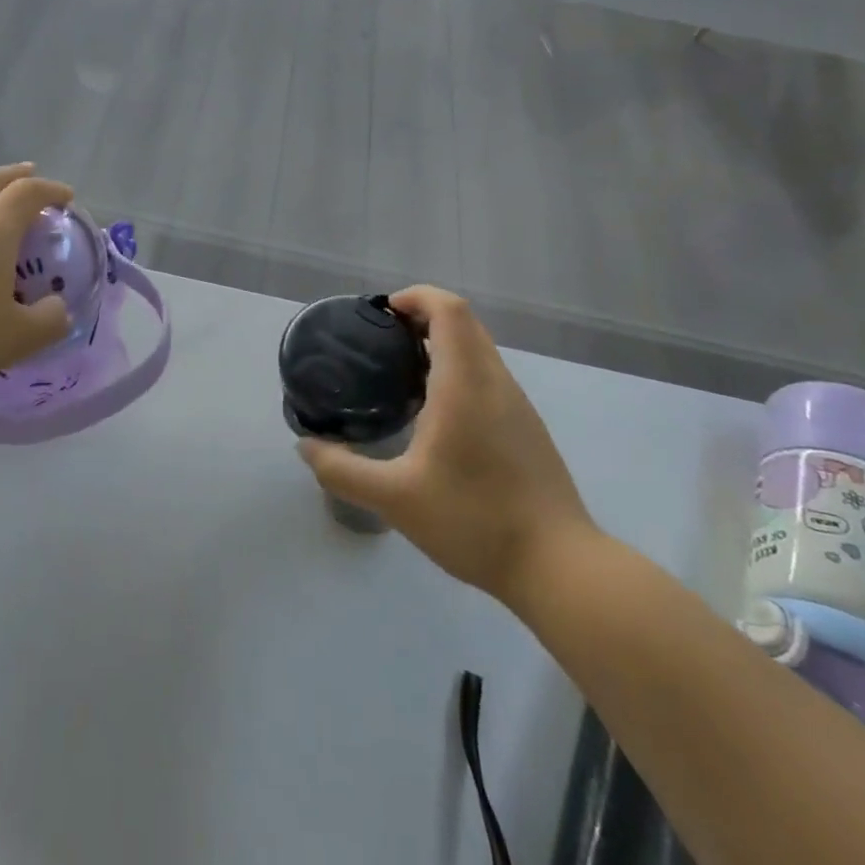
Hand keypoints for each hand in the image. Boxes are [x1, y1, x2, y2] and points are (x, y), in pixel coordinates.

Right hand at [297, 286, 599, 607]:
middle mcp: (494, 381)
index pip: (448, 309)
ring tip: (400, 372)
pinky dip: (457, 369)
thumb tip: (305, 447)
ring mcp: (516, 404)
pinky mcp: (526, 427)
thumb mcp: (394, 499)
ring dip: (441, 343)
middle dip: (422, 316)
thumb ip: (342, 470)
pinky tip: (434, 413)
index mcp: (465, 383)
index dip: (416, 297)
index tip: (382, 313)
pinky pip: (487, 375)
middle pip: (463, 322)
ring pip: (479, 348)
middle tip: (382, 340)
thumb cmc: (474, 520)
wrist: (559, 567)